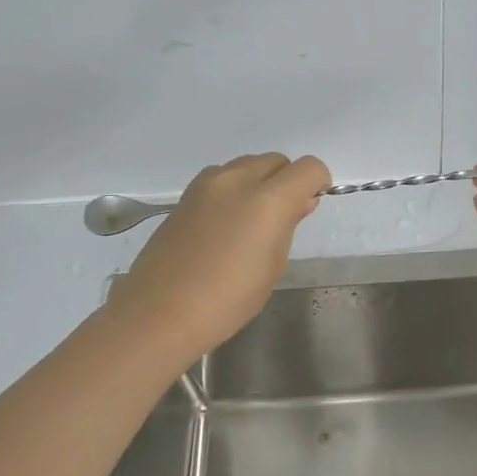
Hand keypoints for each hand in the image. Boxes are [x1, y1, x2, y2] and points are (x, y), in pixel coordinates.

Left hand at [106, 152, 330, 362]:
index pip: (308, 168)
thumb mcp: (272, 266)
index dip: (318, 182)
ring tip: (252, 222)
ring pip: (247, 165)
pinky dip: (234, 191)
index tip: (311, 205)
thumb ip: (288, 225)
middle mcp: (236, 180)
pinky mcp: (184, 196)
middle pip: (276, 161)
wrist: (158, 314)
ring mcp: (205, 185)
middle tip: (283, 218)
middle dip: (287, 180)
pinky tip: (225, 226)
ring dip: (259, 182)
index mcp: (266, 199)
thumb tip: (298, 202)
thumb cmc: (227, 300)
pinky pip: (222, 179)